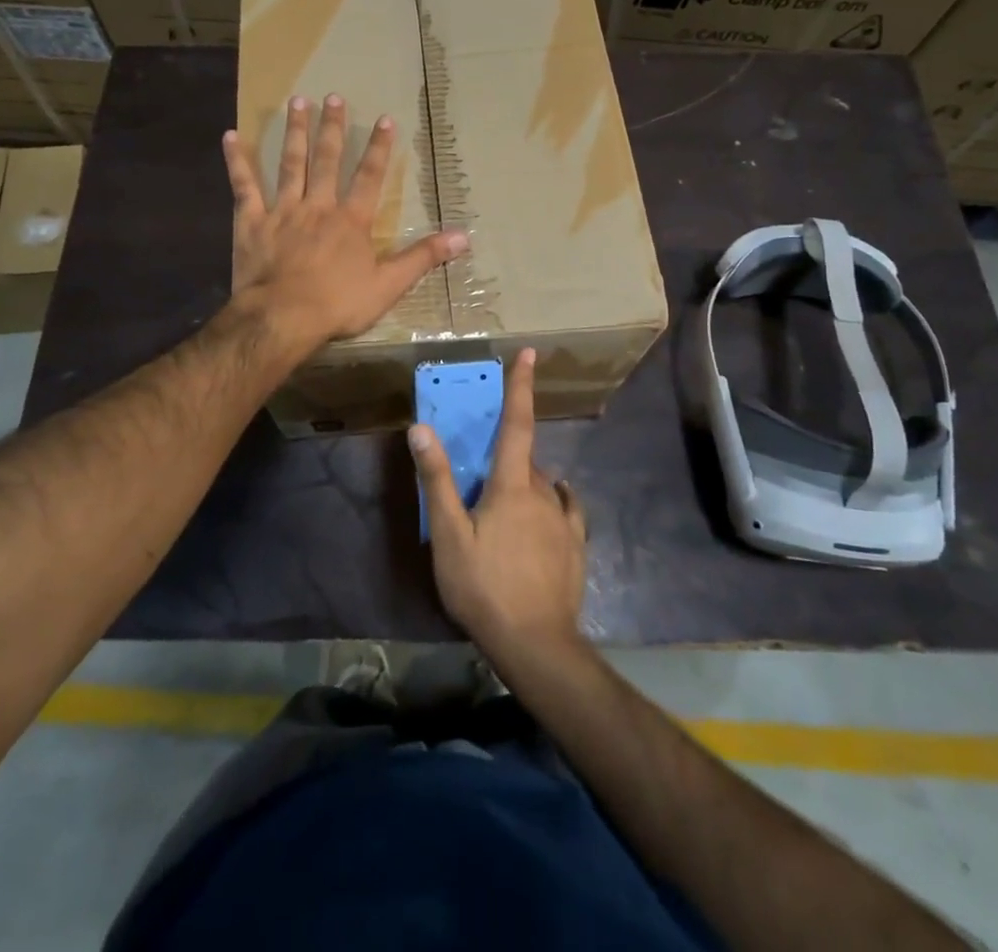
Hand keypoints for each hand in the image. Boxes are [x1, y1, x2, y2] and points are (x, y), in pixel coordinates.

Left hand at [224, 94, 467, 348]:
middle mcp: (318, 206)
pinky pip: (243, 186)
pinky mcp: (250, 222)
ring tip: (297, 102)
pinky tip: (230, 136)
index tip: (385, 118)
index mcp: (351, 220)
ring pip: (290, 164)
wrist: (283, 318)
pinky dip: (237, 161)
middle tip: (333, 97)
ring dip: (294, 132)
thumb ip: (423, 257)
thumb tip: (464, 237)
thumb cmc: (338, 304)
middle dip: (333, 127)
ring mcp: (282, 210)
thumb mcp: (389, 285)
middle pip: (327, 160)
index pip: (370, 176)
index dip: (380, 147)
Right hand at [410, 350, 588, 669]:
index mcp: (512, 485)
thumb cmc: (484, 586)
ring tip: (503, 509)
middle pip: (523, 460)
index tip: (529, 353)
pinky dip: (553, 501)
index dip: (521, 386)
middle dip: (505, 457)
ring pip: (541, 486)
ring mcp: (564, 520)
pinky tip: (548, 511)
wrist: (536, 644)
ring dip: (524, 484)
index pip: (516, 423)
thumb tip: (421, 428)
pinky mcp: (576, 546)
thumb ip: (438, 480)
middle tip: (482, 480)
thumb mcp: (450, 535)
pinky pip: (565, 509)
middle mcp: (543, 492)